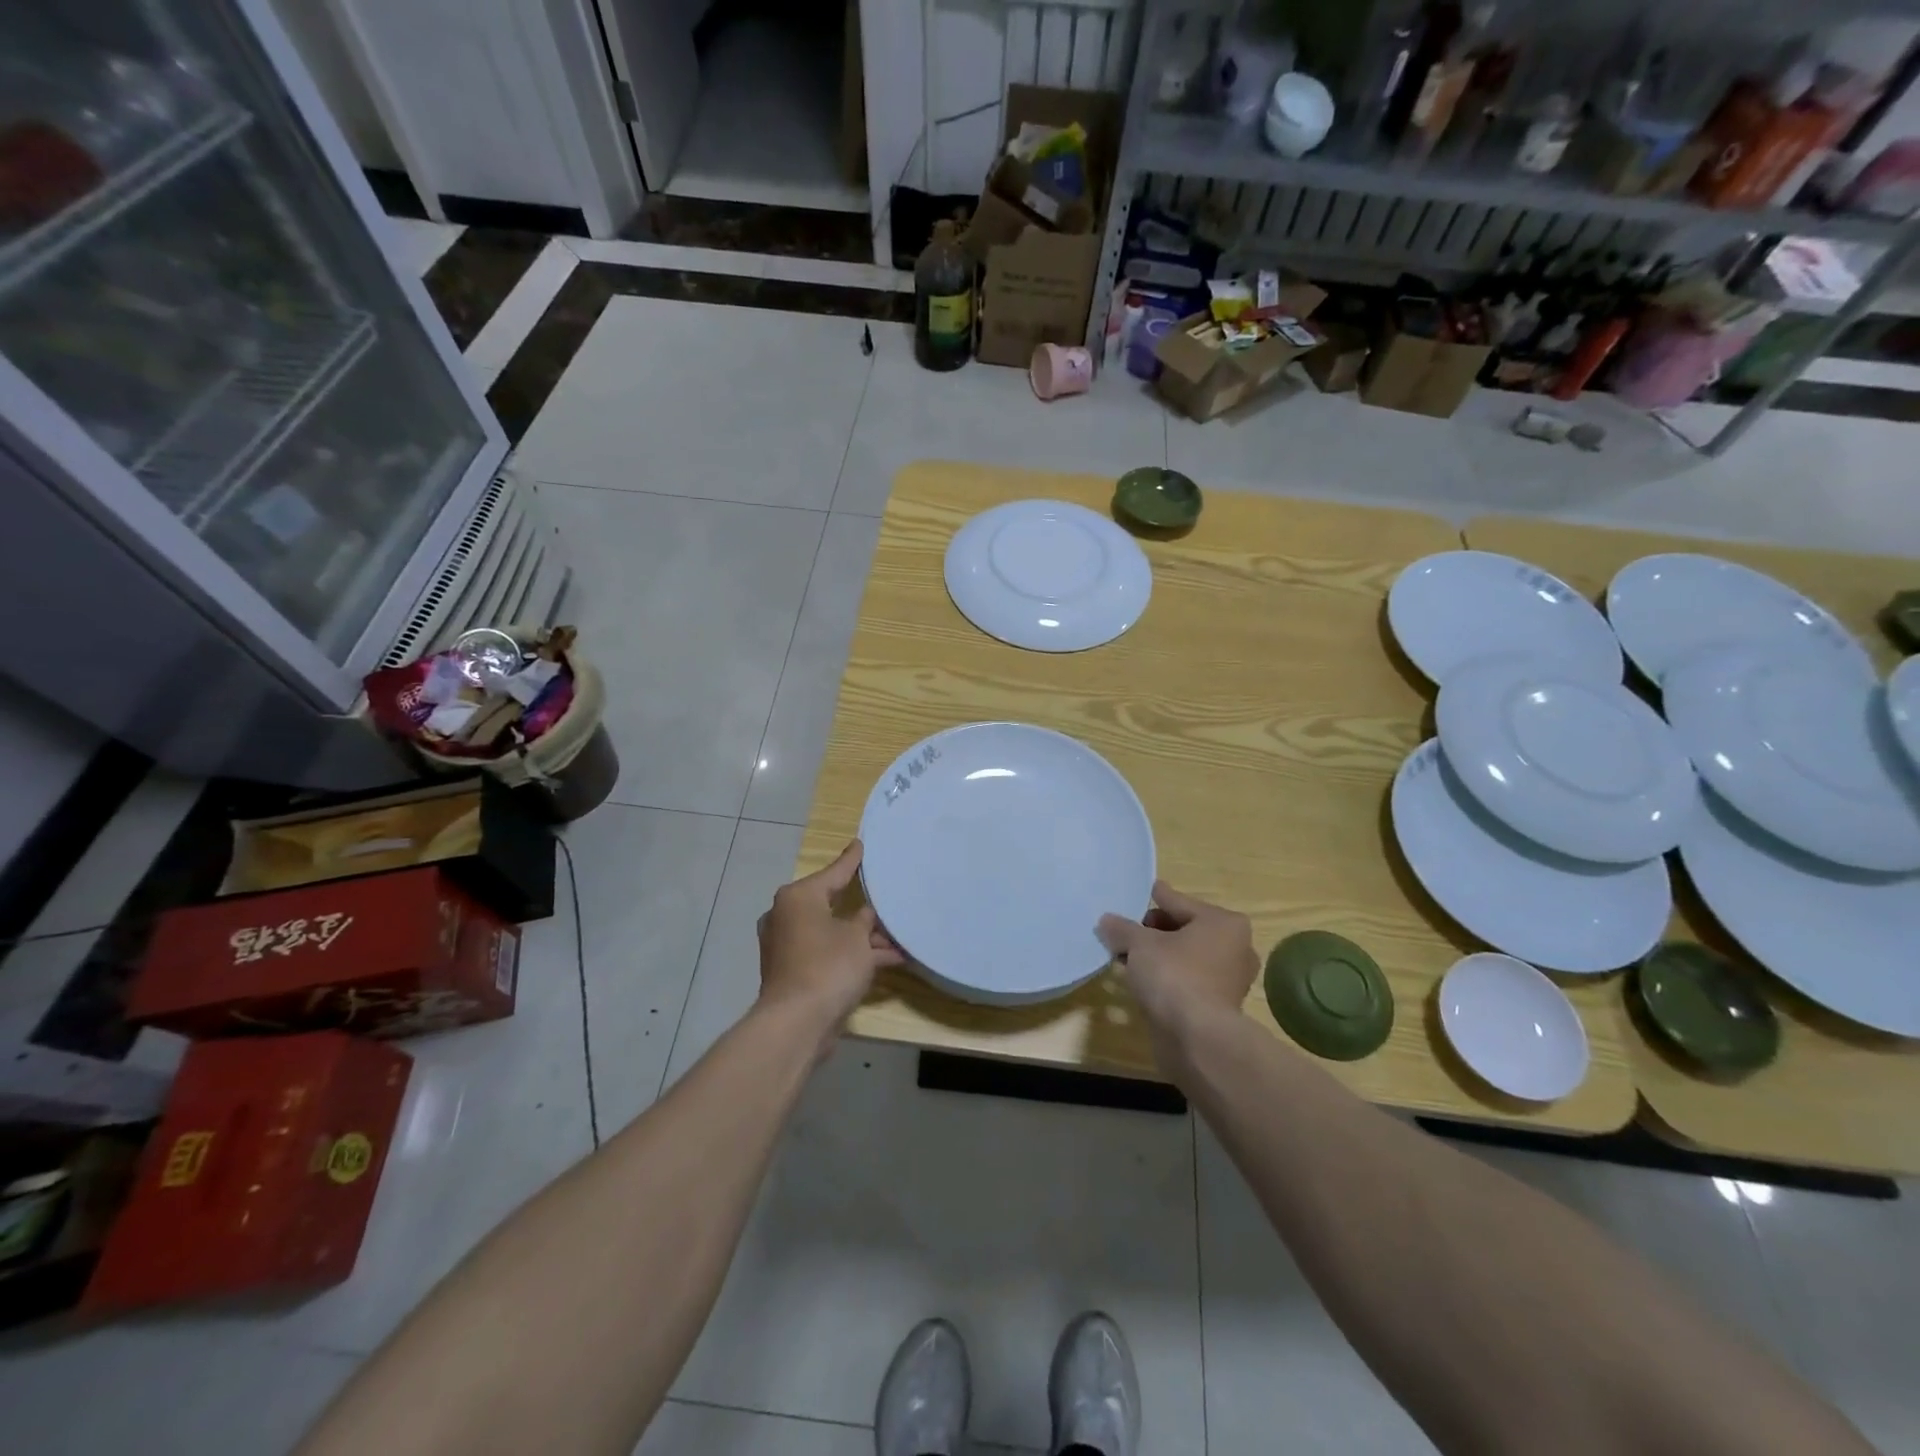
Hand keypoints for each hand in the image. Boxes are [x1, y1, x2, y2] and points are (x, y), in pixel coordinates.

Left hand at [757, 840, 904, 1032]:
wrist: (797, 1023)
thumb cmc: (828, 966)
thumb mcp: (857, 937)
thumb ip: (864, 921)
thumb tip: (865, 915)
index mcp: (798, 897)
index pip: (833, 872)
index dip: (851, 860)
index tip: (861, 844)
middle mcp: (787, 916)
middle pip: (831, 904)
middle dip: (861, 908)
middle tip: (883, 894)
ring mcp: (787, 946)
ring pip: (832, 932)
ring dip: (862, 937)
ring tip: (898, 937)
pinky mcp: (793, 971)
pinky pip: (827, 954)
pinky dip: (851, 955)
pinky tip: (887, 959)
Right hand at [1097, 881, 1257, 1035]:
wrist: (1197, 1039)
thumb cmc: (1174, 976)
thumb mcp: (1139, 944)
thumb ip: (1122, 929)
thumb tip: (1106, 921)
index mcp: (1223, 923)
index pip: (1180, 902)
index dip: (1157, 898)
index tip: (1146, 890)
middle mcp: (1234, 948)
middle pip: (1185, 929)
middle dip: (1154, 930)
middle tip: (1127, 931)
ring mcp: (1229, 980)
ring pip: (1185, 957)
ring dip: (1159, 955)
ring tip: (1127, 955)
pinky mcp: (1218, 1007)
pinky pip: (1186, 980)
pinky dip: (1167, 977)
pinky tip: (1141, 979)